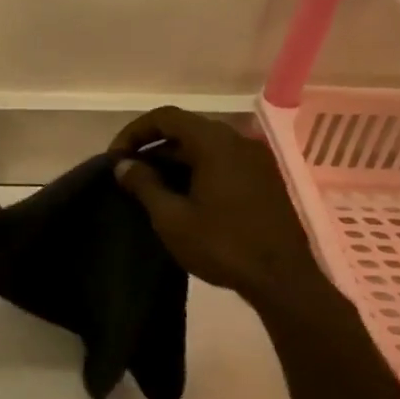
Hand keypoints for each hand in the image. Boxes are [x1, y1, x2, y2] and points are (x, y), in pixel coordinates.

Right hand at [110, 106, 334, 315]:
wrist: (284, 280)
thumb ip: (144, 184)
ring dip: (174, 161)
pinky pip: (222, 163)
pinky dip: (197, 171)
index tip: (116, 158)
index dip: (135, 132)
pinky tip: (183, 198)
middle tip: (129, 174)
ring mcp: (255, 160)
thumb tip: (123, 165)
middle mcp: (238, 141)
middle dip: (153, 148)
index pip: (166, 117)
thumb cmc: (223, 245)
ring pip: (205, 148)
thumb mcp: (172, 218)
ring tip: (150, 189)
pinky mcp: (264, 180)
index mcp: (215, 142)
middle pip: (186, 130)